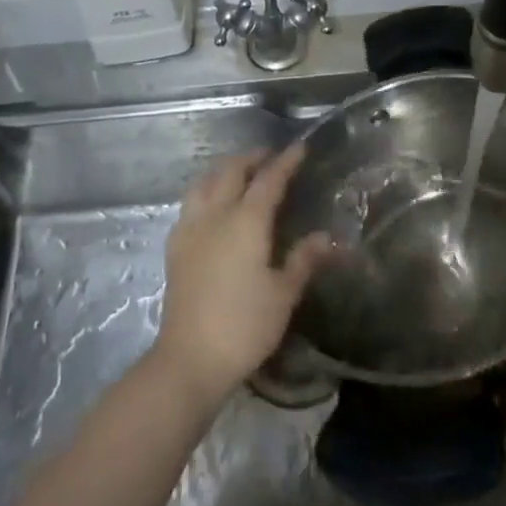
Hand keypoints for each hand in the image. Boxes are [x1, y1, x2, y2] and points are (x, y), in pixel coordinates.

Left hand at [153, 144, 332, 405]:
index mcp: (246, 221)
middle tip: (269, 157)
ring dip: (223, 170)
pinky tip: (211, 207)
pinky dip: (204, 192)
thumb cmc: (244, 325)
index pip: (269, 180)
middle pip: (231, 171)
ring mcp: (191, 229)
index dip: (285, 162)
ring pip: (204, 182)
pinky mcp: (175, 247)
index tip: (300, 148)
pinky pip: (190, 204)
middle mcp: (216, 215)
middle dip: (251, 158)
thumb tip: (329, 238)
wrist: (190, 358)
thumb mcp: (283, 294)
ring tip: (238, 174)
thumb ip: (304, 260)